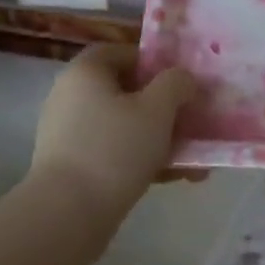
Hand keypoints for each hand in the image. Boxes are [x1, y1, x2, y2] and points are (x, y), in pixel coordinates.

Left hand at [30, 46, 197, 222]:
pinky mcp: (73, 165)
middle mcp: (71, 96)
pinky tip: (176, 178)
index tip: (182, 82)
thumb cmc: (116, 148)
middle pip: (127, 92)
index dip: (155, 62)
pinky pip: (115, 152)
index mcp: (86, 72)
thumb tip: (183, 78)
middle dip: (166, 108)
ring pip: (126, 126)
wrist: (69, 212)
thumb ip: (176, 84)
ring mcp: (69, 133)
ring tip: (195, 160)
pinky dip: (143, 160)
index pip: (122, 52)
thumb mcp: (158, 109)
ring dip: (161, 139)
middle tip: (195, 122)